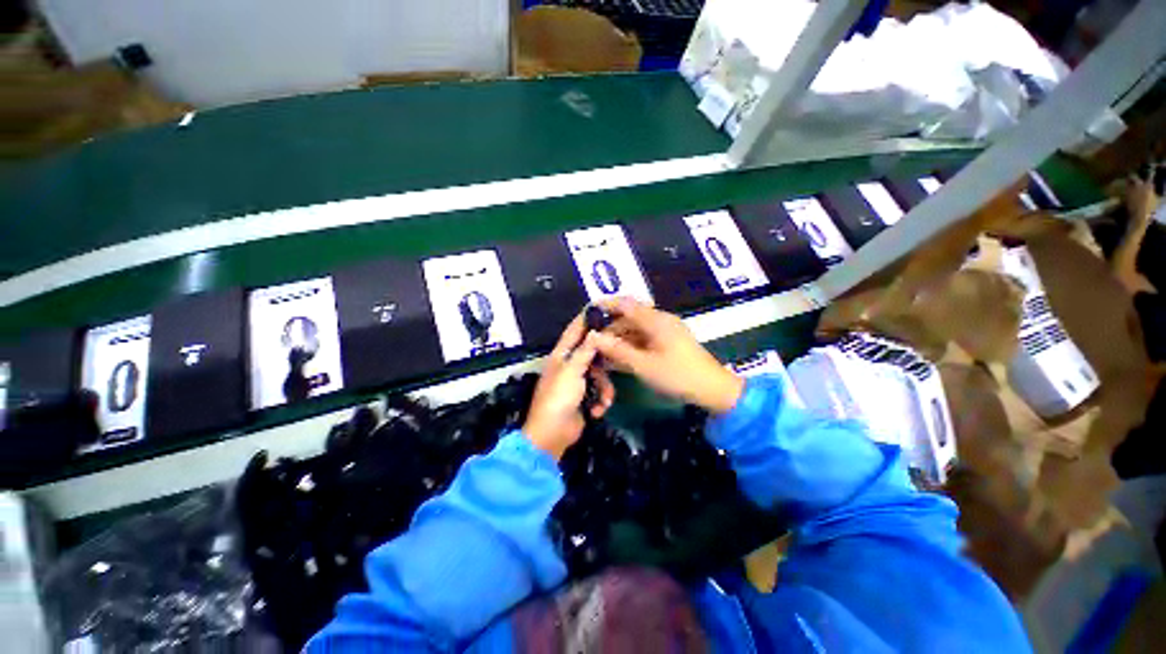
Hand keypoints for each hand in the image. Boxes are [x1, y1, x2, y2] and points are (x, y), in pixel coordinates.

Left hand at [522, 313, 614, 459]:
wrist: (553, 434)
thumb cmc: (559, 398)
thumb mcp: (572, 371)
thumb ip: (585, 351)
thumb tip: (594, 332)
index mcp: (561, 355)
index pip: (574, 331)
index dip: (585, 319)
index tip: (601, 308)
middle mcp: (569, 364)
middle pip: (592, 352)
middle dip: (605, 359)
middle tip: (620, 352)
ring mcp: (578, 381)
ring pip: (600, 374)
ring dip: (605, 388)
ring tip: (604, 401)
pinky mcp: (585, 396)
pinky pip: (600, 390)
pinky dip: (601, 401)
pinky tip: (597, 411)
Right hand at [589, 297, 743, 414]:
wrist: (713, 390)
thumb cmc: (678, 375)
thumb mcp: (643, 365)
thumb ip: (617, 350)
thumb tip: (593, 337)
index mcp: (655, 320)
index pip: (625, 304)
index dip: (605, 305)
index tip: (587, 313)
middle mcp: (659, 321)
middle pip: (628, 317)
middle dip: (609, 328)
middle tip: (591, 342)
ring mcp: (665, 332)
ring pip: (634, 330)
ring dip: (618, 340)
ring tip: (600, 353)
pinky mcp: (668, 343)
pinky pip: (643, 340)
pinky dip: (629, 346)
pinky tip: (617, 358)